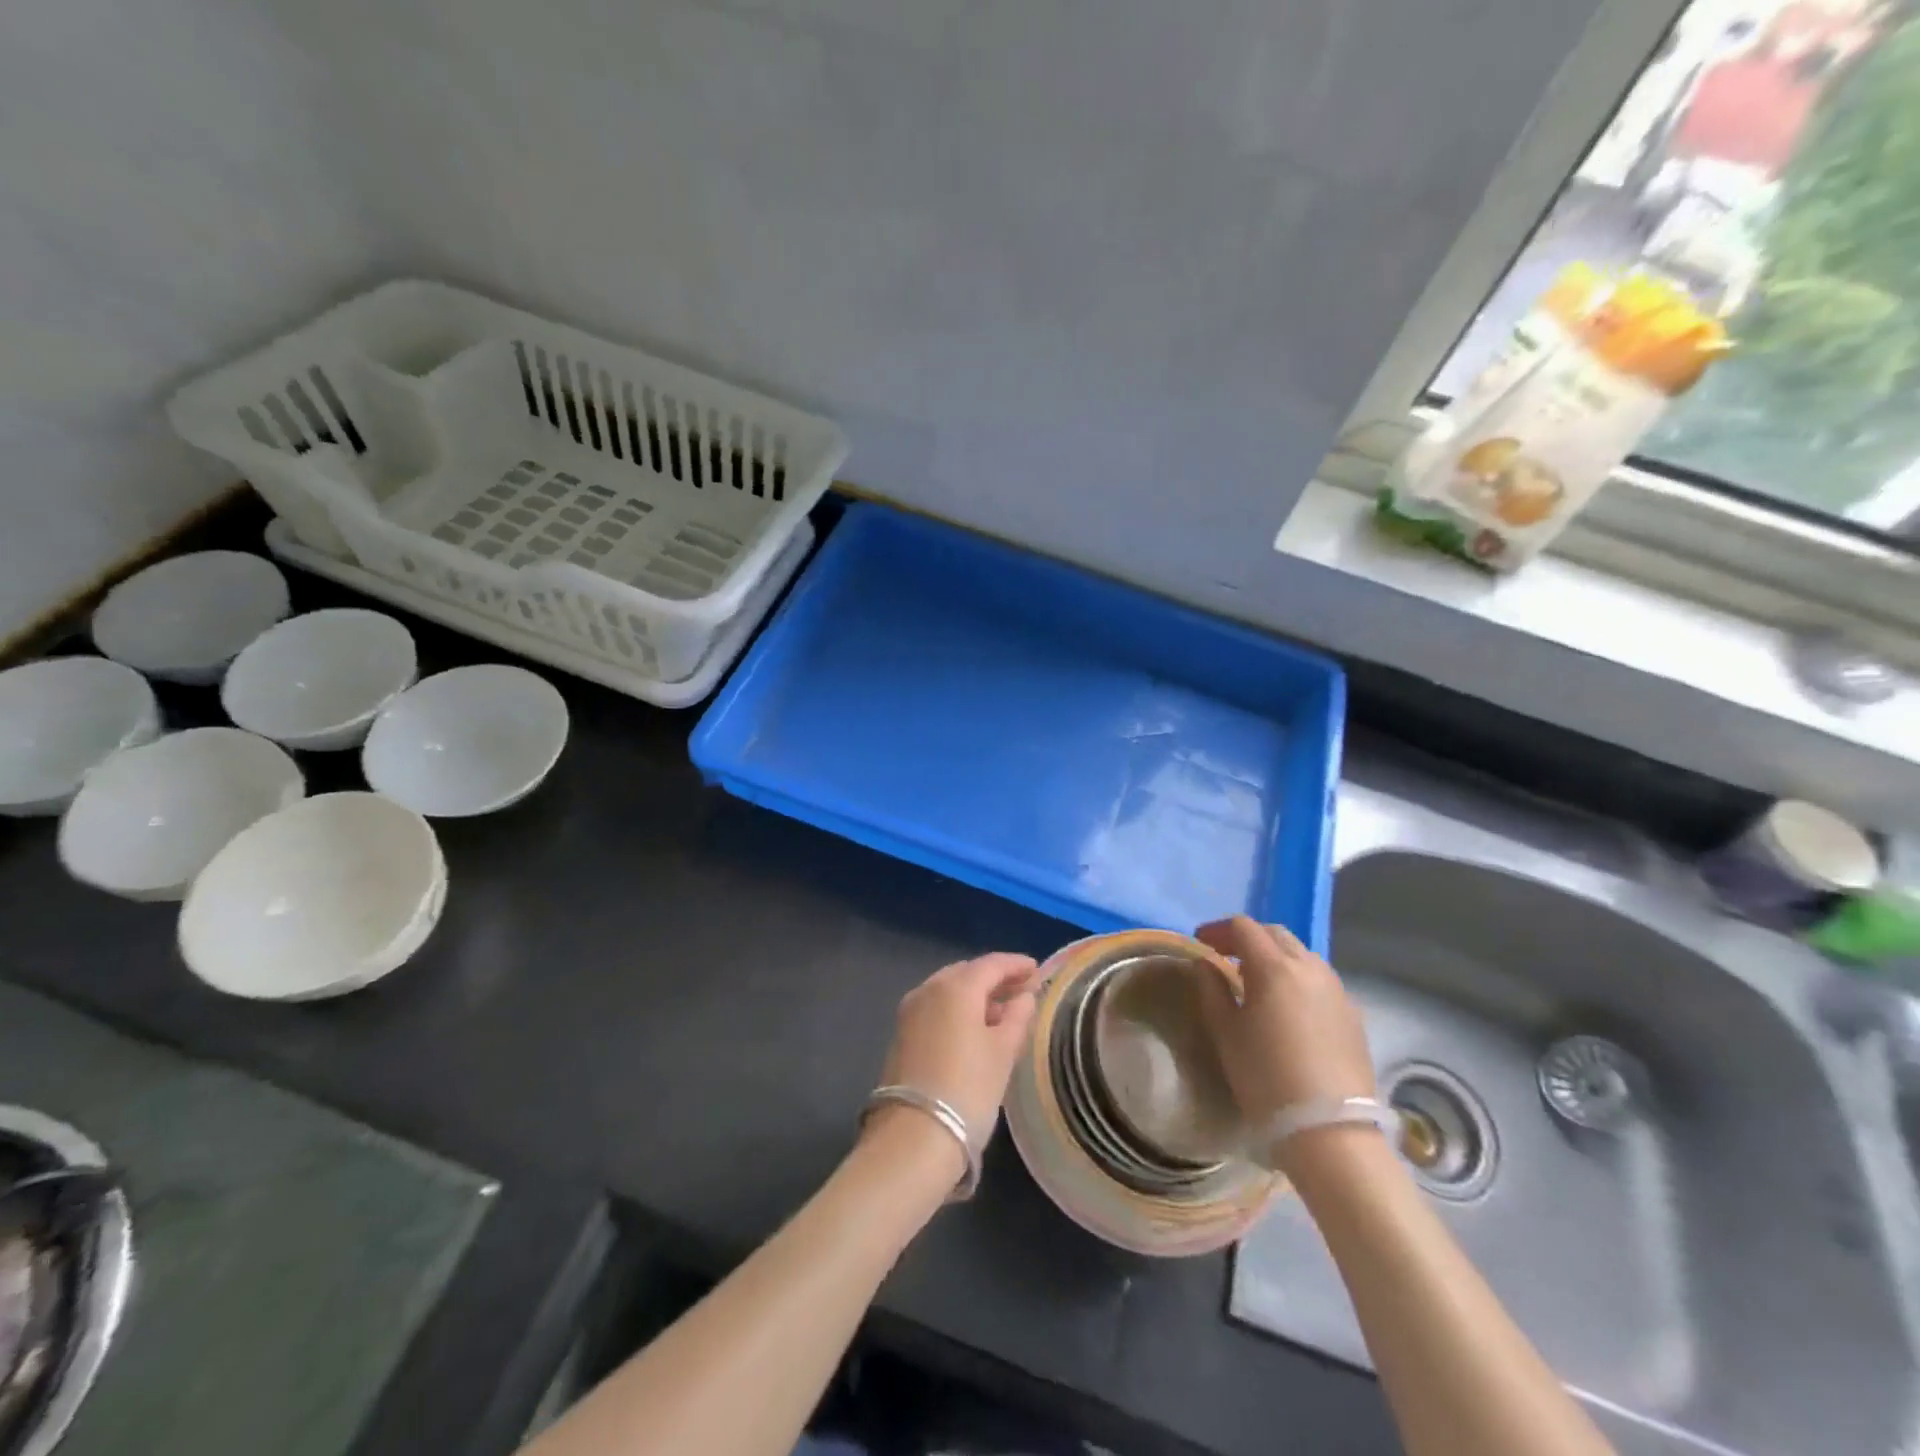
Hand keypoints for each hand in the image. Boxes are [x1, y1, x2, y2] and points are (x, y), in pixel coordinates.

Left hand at [870, 953, 1039, 1158]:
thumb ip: (1017, 1017)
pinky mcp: (901, 1035)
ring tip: (1002, 1013)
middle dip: (994, 979)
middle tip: (1021, 990)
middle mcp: (928, 990)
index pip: (991, 964)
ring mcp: (910, 1012)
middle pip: (967, 973)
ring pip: (948, 991)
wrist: (913, 1136)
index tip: (1036, 969)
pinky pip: (936, 1009)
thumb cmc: (968, 1088)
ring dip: (975, 996)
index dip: (1016, 964)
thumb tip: (1024, 997)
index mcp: (956, 987)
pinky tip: (974, 1030)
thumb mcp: (1003, 1052)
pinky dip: (957, 1011)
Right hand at [1193, 917, 1376, 1133]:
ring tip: (1256, 981)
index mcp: (1275, 967)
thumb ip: (1212, 989)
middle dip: (1248, 938)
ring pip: (1302, 955)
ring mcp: (1337, 990)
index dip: (1218, 929)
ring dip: (1275, 956)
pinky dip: (1298, 979)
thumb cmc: (1266, 1077)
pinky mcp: (1353, 1014)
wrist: (1330, 1130)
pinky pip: (1320, 980)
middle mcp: (1310, 967)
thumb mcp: (1225, 1032)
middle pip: (1275, 934)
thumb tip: (1206, 965)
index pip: (1243, 927)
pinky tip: (1288, 1007)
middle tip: (1225, 956)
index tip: (1201, 942)